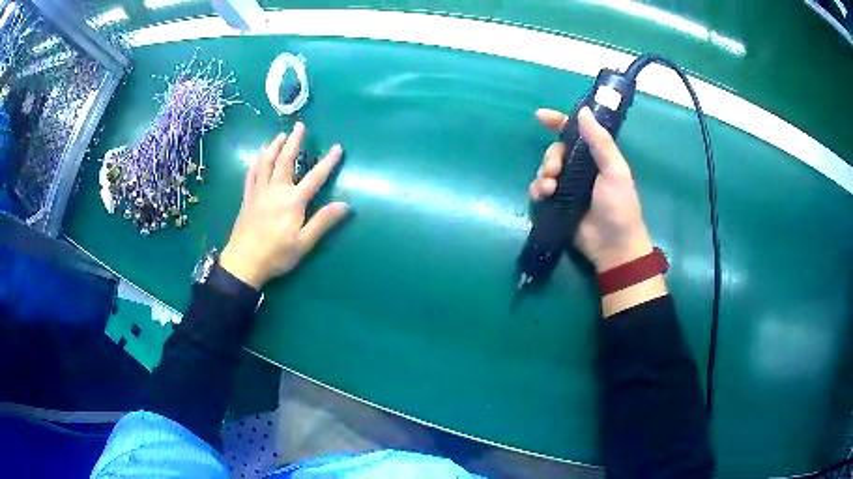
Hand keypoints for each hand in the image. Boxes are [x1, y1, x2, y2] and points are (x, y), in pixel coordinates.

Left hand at [219, 122, 348, 288]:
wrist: (244, 262)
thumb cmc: (276, 254)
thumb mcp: (304, 243)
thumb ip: (323, 221)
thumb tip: (345, 205)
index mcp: (292, 201)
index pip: (315, 177)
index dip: (328, 162)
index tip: (337, 147)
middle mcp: (276, 190)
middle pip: (286, 160)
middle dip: (294, 142)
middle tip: (300, 126)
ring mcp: (259, 192)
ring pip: (267, 162)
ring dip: (274, 146)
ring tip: (280, 134)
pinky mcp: (247, 197)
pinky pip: (252, 173)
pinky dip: (256, 161)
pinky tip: (259, 155)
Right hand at [529, 107, 652, 272]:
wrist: (614, 247)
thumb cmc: (620, 206)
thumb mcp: (615, 171)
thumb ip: (600, 141)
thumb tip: (583, 111)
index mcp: (596, 157)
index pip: (575, 133)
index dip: (558, 122)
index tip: (540, 116)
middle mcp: (580, 170)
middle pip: (555, 152)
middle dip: (550, 158)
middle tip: (554, 170)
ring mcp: (568, 188)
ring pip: (545, 171)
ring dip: (543, 176)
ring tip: (549, 189)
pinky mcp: (557, 206)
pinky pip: (540, 191)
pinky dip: (537, 191)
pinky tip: (542, 197)